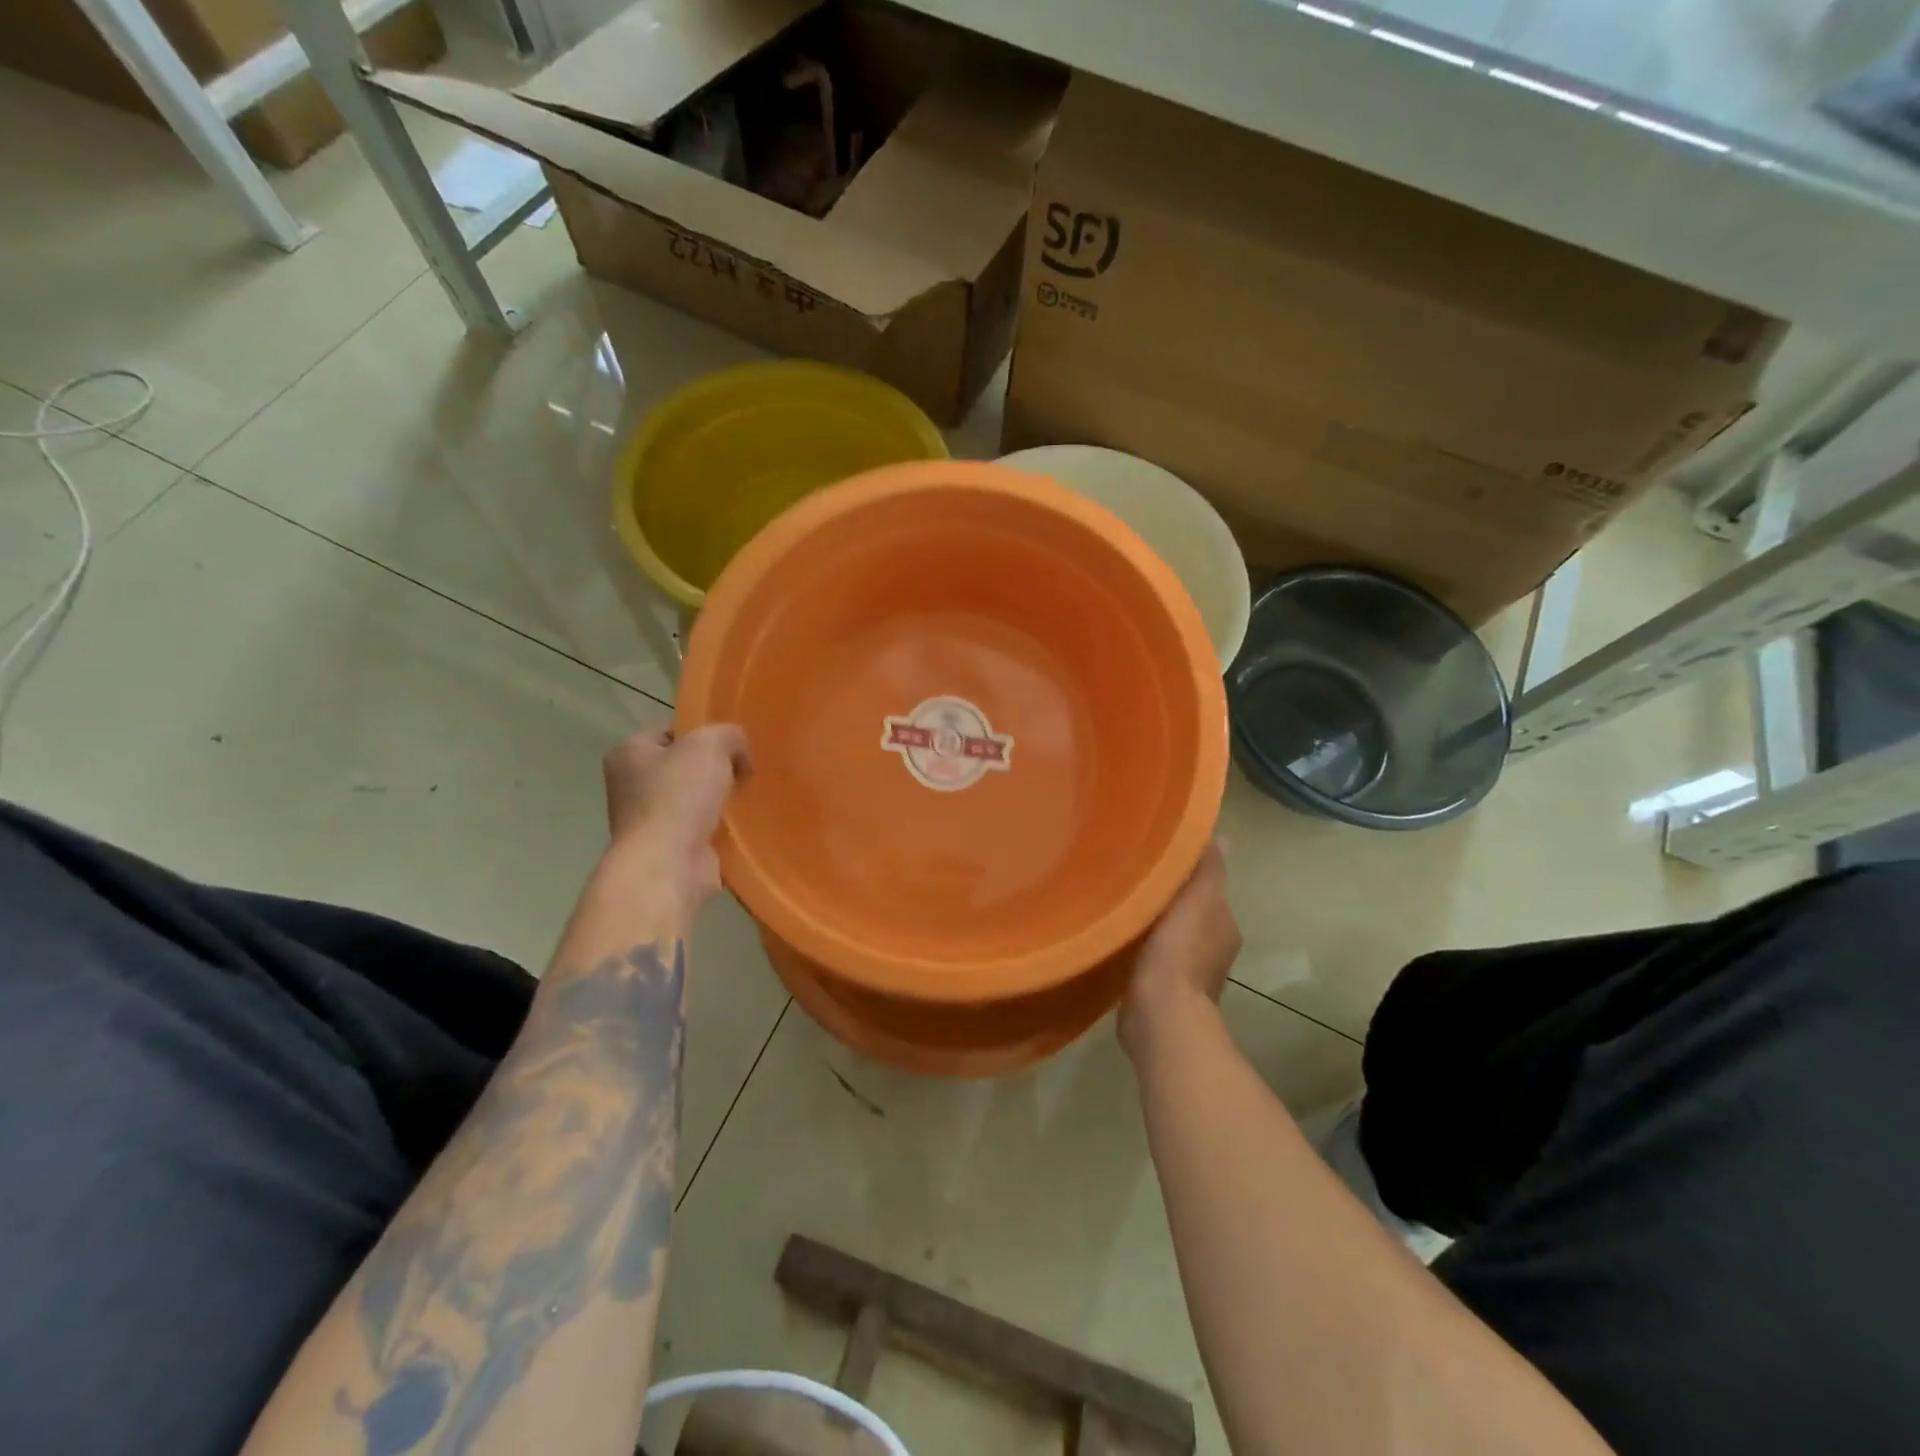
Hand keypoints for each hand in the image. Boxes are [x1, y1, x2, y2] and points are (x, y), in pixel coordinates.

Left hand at [601, 724, 752, 913]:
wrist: (669, 863)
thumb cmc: (679, 795)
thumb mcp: (710, 743)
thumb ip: (729, 734)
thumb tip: (739, 753)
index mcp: (628, 753)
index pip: (671, 731)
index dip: (703, 732)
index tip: (732, 744)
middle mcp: (630, 785)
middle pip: (683, 766)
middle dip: (713, 768)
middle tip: (744, 770)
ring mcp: (647, 820)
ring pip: (693, 798)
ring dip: (718, 799)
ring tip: (746, 796)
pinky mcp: (668, 848)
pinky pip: (700, 827)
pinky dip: (719, 826)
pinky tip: (740, 824)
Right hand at [1118, 842, 1240, 1060]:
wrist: (1161, 1015)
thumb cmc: (1180, 951)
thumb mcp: (1198, 899)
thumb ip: (1208, 869)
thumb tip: (1221, 837)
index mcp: (1223, 925)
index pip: (1208, 888)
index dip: (1187, 873)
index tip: (1157, 856)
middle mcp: (1212, 948)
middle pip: (1188, 911)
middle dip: (1167, 897)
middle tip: (1133, 876)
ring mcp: (1187, 973)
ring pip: (1169, 935)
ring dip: (1152, 923)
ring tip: (1122, 905)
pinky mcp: (1161, 991)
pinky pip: (1151, 958)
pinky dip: (1141, 948)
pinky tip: (1119, 939)